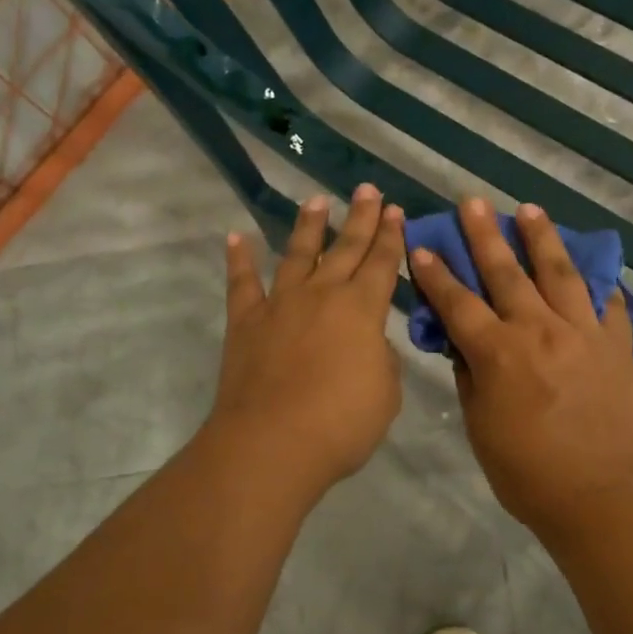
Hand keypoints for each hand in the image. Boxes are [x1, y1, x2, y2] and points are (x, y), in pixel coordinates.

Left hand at [202, 185, 405, 500]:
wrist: (273, 443)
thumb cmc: (342, 422)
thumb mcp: (386, 392)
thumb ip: (381, 359)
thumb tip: (369, 343)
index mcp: (362, 309)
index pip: (382, 263)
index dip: (391, 236)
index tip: (396, 210)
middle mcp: (323, 294)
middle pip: (346, 248)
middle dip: (361, 218)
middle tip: (368, 190)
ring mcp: (281, 304)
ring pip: (298, 254)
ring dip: (309, 226)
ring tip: (317, 201)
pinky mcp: (246, 322)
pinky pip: (242, 283)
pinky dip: (239, 259)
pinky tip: (237, 237)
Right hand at [409, 198, 632, 543]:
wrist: (601, 499)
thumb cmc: (527, 474)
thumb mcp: (480, 428)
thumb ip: (470, 377)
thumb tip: (461, 343)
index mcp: (500, 353)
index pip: (458, 303)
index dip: (436, 274)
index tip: (422, 246)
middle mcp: (540, 330)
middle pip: (507, 273)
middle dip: (485, 235)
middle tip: (473, 202)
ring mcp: (584, 334)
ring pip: (560, 273)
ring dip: (542, 238)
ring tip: (530, 210)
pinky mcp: (618, 346)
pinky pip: (610, 305)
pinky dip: (600, 284)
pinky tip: (594, 268)